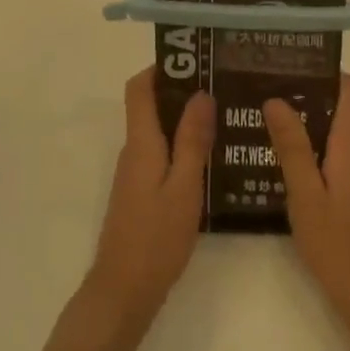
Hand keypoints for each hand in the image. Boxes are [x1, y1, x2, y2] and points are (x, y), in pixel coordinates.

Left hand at [84, 69, 214, 324]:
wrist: (124, 290)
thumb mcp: (184, 187)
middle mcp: (133, 151)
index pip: (139, 89)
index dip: (161, 68)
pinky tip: (211, 158)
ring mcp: (135, 173)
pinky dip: (182, 146)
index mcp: (141, 143)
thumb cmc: (156, 238)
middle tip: (222, 86)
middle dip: (181, 91)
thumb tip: (200, 94)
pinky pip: (161, 154)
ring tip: (225, 117)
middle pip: (150, 106)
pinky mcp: (140, 192)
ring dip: (184, 120)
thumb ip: (192, 141)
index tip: (194, 60)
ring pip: (158, 132)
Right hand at [265, 76, 349, 333]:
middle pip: (341, 114)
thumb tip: (276, 99)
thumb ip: (292, 147)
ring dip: (310, 135)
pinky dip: (320, 161)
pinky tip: (291, 179)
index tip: (289, 69)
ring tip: (268, 138)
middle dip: (306, 104)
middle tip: (263, 104)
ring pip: (340, 143)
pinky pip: (343, 166)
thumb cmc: (339, 247)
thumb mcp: (306, 196)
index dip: (325, 73)